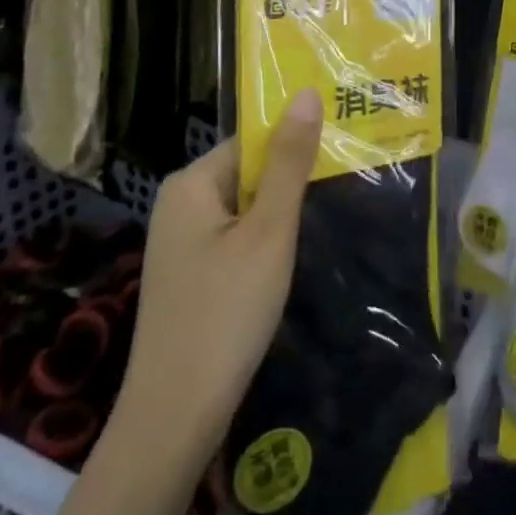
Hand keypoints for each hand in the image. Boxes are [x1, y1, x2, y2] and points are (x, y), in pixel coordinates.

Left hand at [113, 90, 323, 452]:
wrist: (174, 421)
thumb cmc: (226, 313)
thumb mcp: (269, 231)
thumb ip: (290, 161)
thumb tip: (307, 93)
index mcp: (190, 183)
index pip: (252, 140)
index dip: (295, 143)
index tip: (341, 148)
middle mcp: (179, 204)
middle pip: (248, 171)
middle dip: (290, 181)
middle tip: (341, 184)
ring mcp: (180, 244)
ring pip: (245, 208)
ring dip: (280, 214)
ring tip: (324, 219)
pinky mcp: (189, 277)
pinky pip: (235, 238)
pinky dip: (264, 242)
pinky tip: (288, 261)